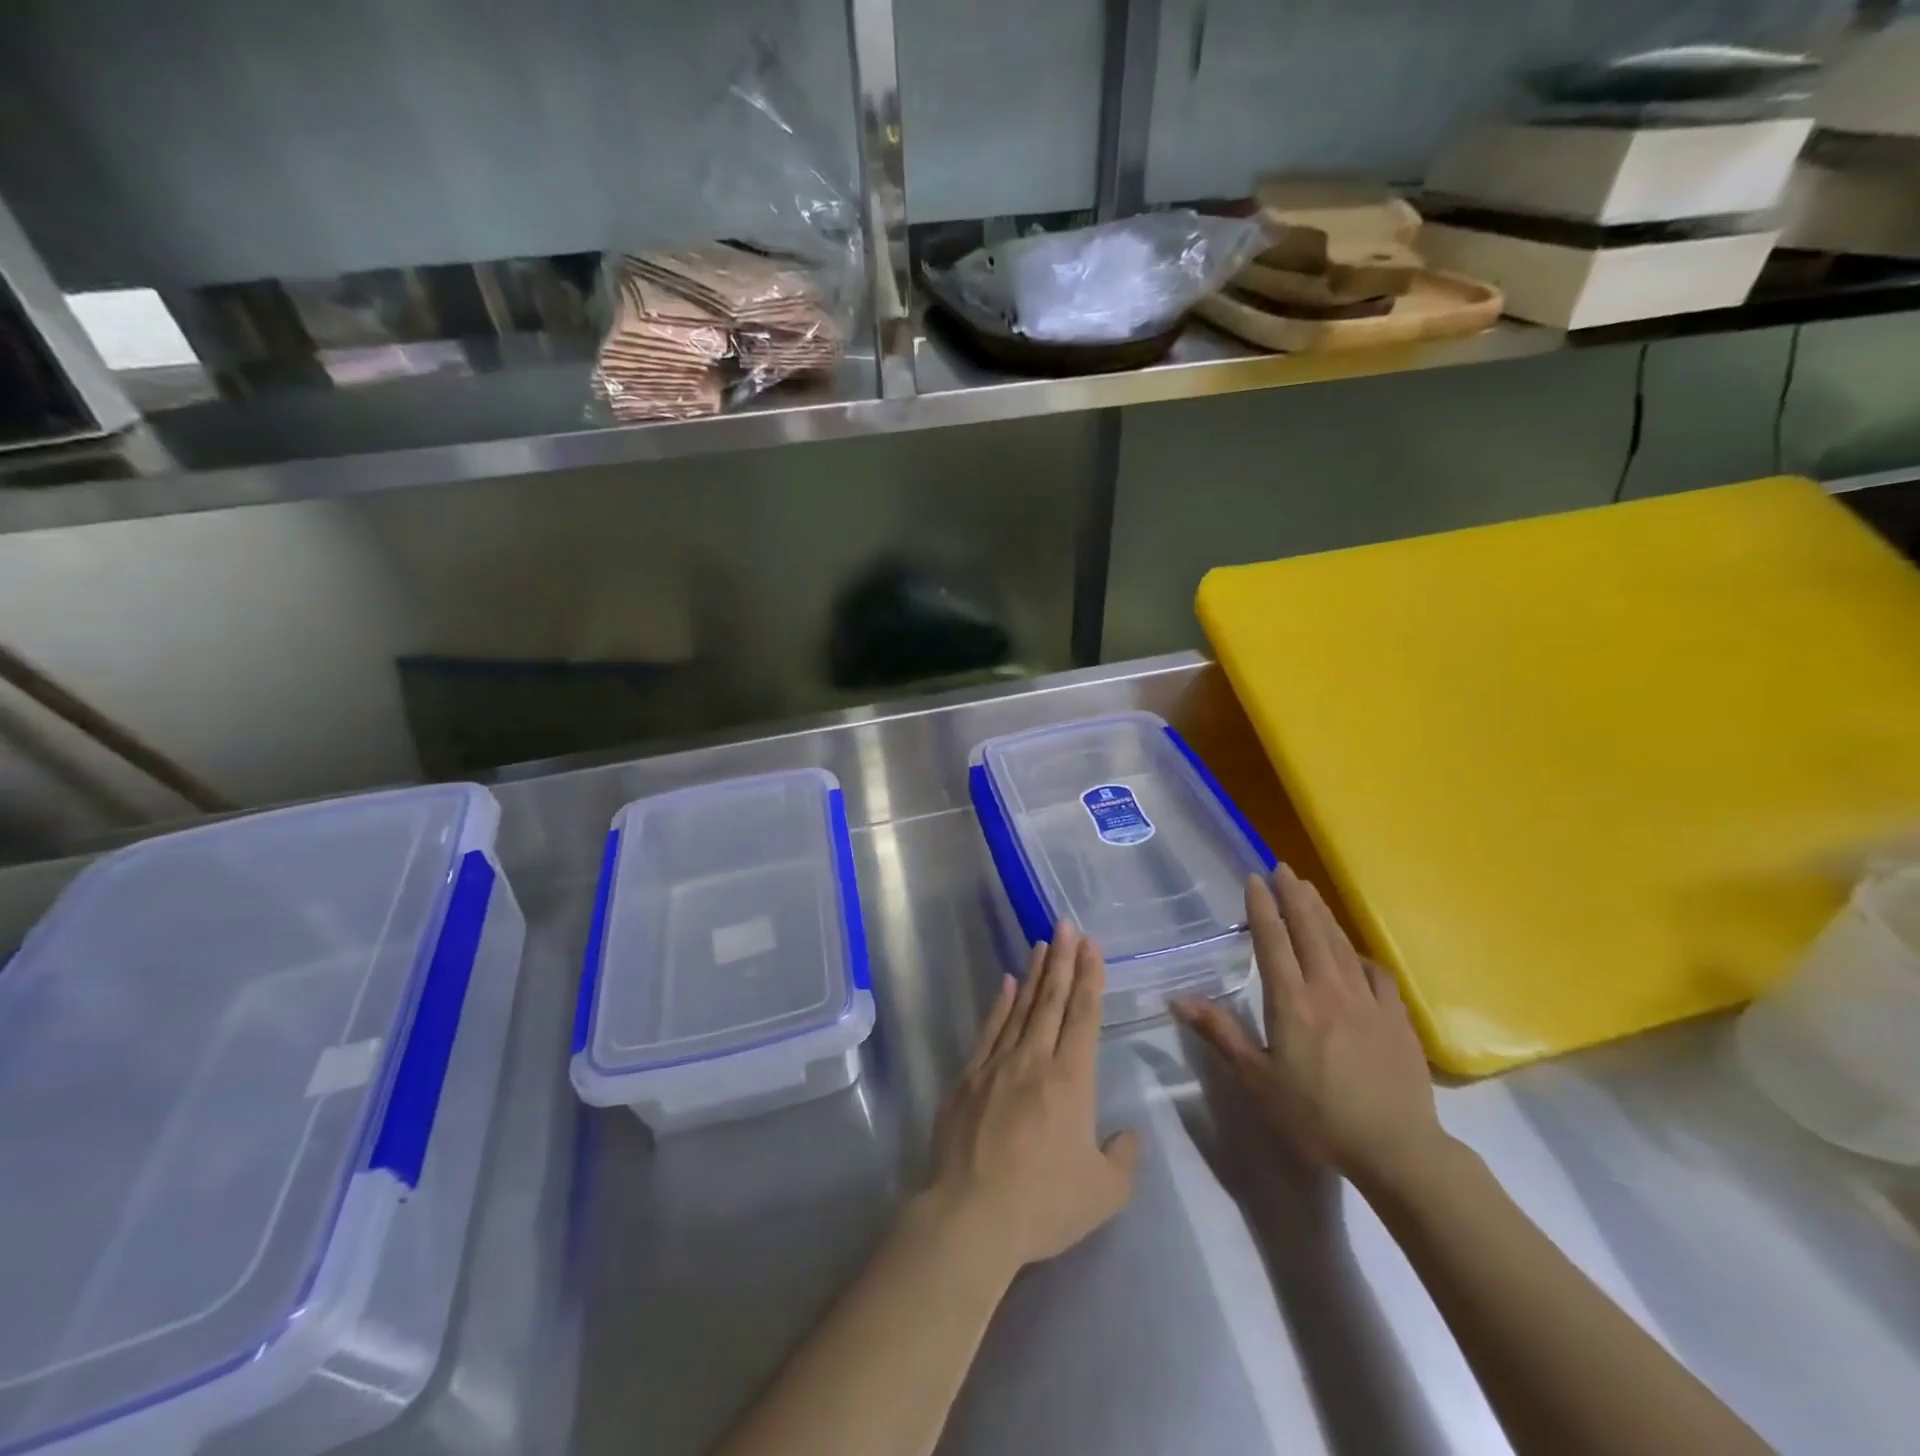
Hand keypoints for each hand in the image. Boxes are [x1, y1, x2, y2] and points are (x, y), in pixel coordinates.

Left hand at [921, 924, 1139, 1270]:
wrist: (971, 1216)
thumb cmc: (1043, 1204)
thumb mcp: (1103, 1194)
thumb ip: (1123, 1159)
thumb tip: (1128, 1134)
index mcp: (1071, 1080)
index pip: (1084, 1016)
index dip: (1090, 978)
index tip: (1091, 946)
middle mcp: (1035, 1060)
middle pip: (1052, 1000)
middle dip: (1063, 960)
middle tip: (1067, 925)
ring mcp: (997, 1064)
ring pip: (1021, 1008)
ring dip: (1035, 974)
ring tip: (1043, 944)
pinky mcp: (968, 1077)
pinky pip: (989, 1030)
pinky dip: (1000, 1004)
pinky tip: (1007, 984)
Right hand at [1174, 865, 1446, 1195]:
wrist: (1397, 1149)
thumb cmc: (1317, 1116)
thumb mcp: (1258, 1080)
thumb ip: (1221, 1034)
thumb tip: (1178, 1000)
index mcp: (1292, 1002)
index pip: (1273, 942)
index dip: (1262, 908)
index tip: (1254, 879)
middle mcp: (1329, 989)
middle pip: (1309, 931)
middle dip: (1294, 896)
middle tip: (1283, 868)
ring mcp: (1367, 1000)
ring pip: (1341, 944)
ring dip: (1323, 913)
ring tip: (1310, 890)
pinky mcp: (1396, 1017)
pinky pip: (1376, 973)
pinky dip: (1360, 954)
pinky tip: (1355, 951)